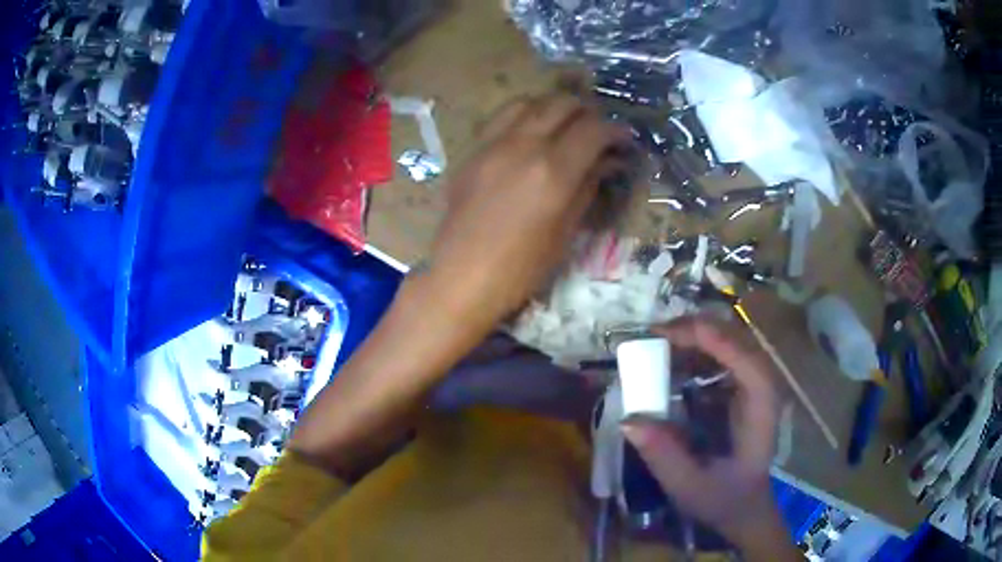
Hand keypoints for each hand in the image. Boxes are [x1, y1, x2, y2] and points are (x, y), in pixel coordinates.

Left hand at [425, 94, 628, 334]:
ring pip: (529, 102)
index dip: (615, 131)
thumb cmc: (521, 268)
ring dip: (553, 107)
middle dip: (587, 112)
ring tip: (565, 125)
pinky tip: (530, 133)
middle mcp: (523, 146)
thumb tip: (607, 161)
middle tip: (597, 131)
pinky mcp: (473, 150)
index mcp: (552, 171)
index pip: (593, 130)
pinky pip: (501, 117)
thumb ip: (587, 187)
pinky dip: (524, 115)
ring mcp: (493, 144)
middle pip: (562, 104)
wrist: (461, 277)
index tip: (624, 140)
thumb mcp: (565, 231)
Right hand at [621, 317, 792, 554]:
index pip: (743, 358)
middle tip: (654, 334)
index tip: (665, 334)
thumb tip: (628, 421)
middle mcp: (763, 388)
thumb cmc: (723, 498)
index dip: (708, 338)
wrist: (745, 507)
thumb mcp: (689, 485)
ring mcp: (755, 386)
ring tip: (658, 341)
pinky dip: (698, 350)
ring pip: (731, 342)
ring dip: (696, 336)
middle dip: (697, 329)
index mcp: (760, 409)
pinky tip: (674, 359)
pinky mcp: (743, 390)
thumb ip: (663, 455)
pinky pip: (724, 357)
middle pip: (738, 340)